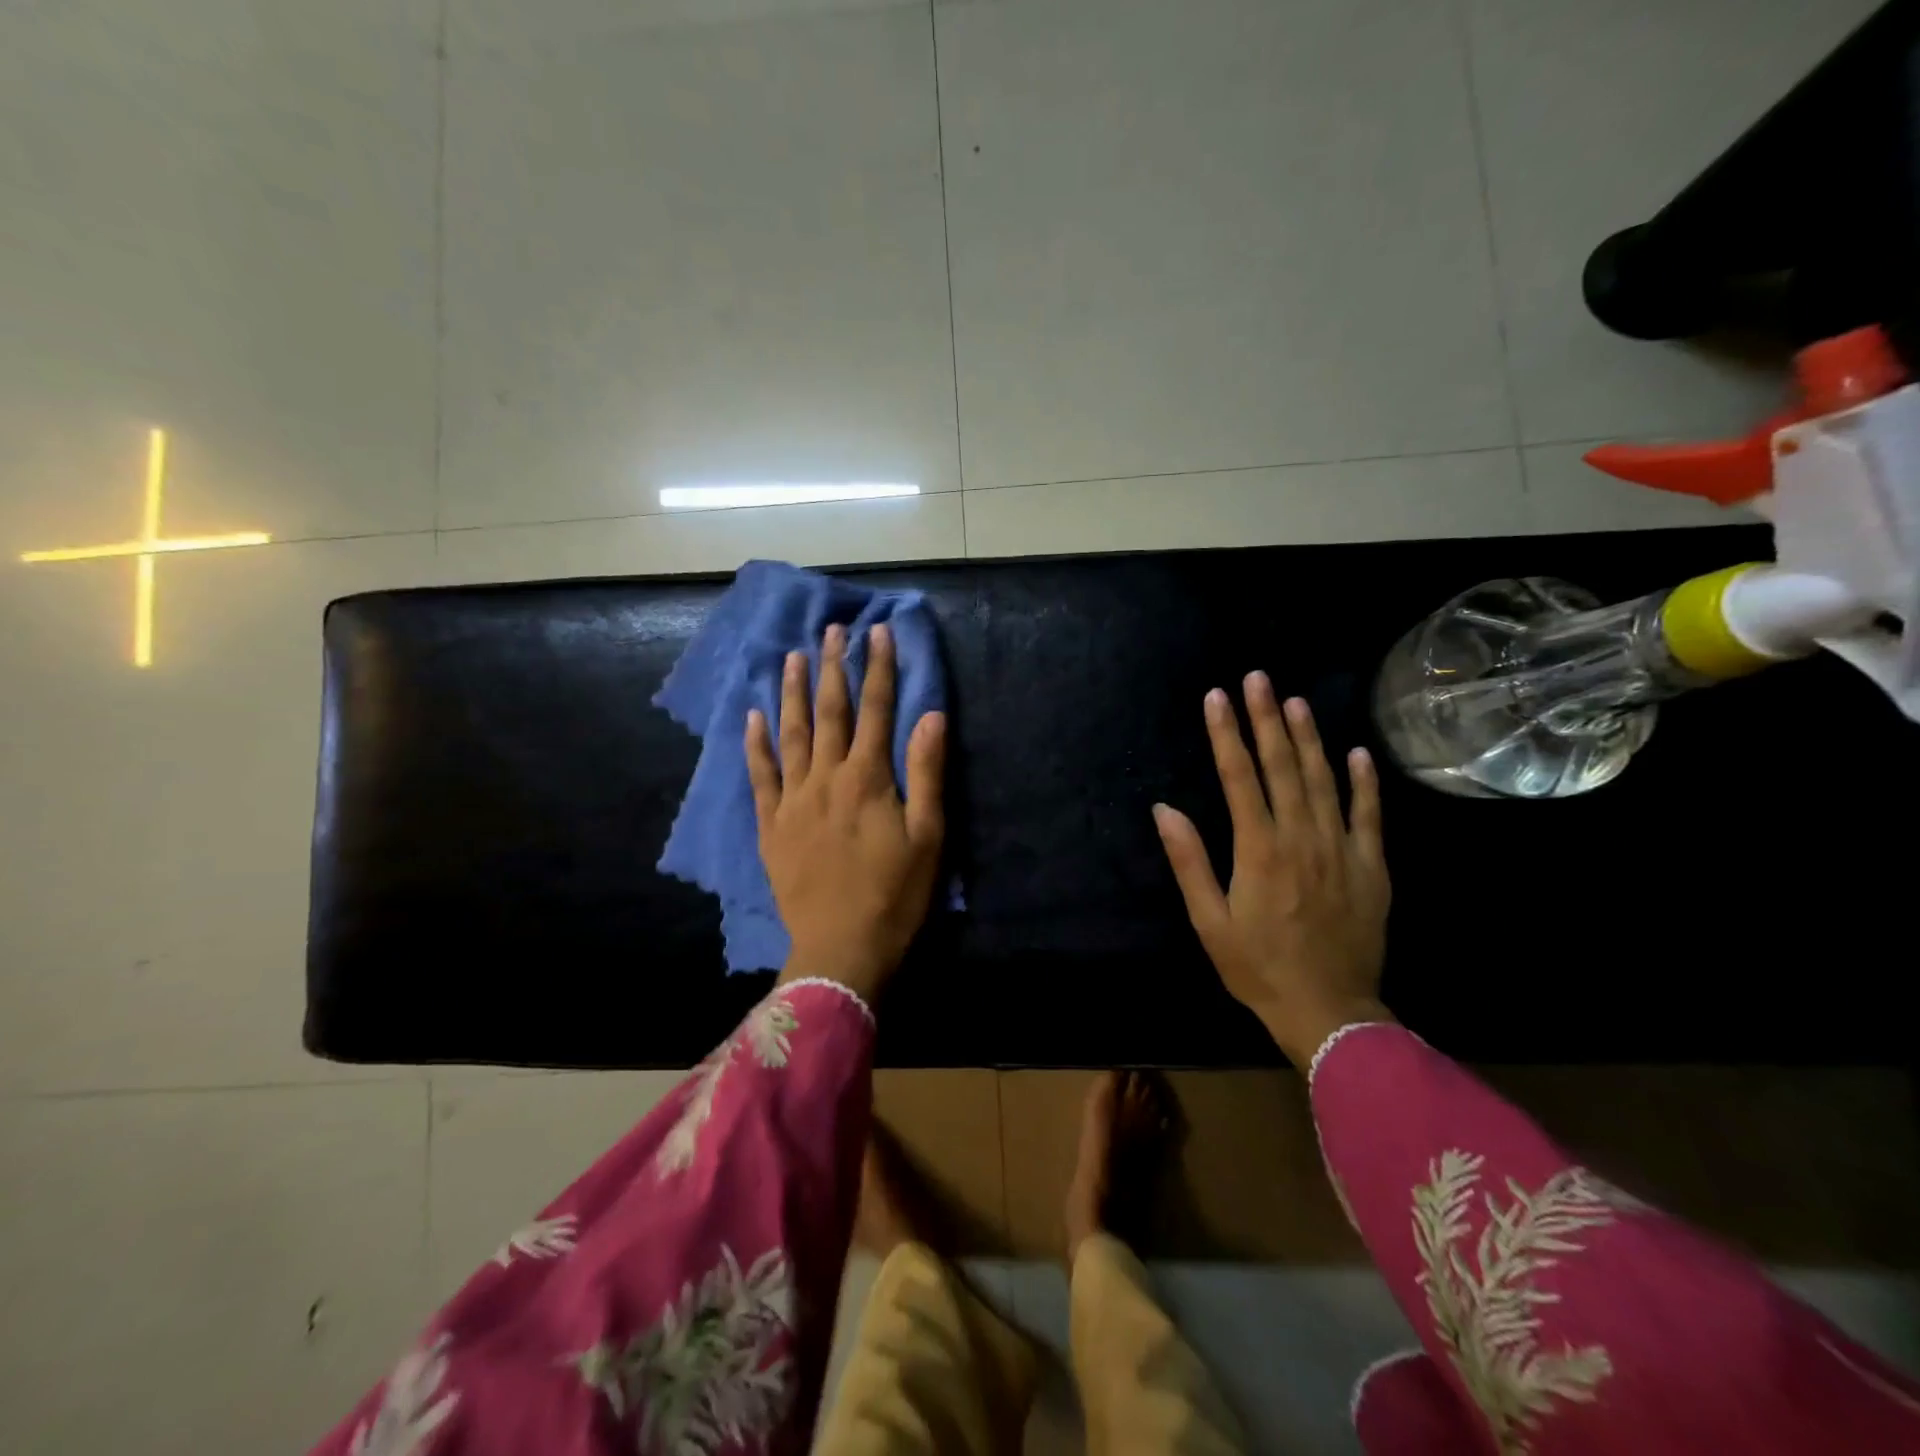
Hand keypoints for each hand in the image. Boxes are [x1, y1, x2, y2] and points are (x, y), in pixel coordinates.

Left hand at [746, 622, 945, 1000]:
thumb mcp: (928, 836)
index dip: (878, 669)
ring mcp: (793, 800)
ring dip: (793, 693)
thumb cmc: (895, 895)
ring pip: (791, 734)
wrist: (841, 948)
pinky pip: (760, 776)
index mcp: (868, 778)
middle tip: (833, 630)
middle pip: (830, 713)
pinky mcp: (772, 825)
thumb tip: (930, 715)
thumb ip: (927, 773)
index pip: (876, 710)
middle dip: (834, 668)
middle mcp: (826, 778)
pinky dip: (756, 744)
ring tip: (792, 657)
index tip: (878, 633)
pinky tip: (752, 718)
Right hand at [1152, 673, 1391, 1066]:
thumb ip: (1189, 861)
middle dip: (1267, 718)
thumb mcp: (1209, 921)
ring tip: (1295, 701)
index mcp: (1259, 849)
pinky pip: (1369, 815)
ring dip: (1309, 737)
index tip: (1217, 697)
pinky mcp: (1371, 867)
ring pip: (1324, 780)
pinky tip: (1357, 752)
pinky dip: (1363, 781)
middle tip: (1257, 678)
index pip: (1239, 777)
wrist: (1329, 1012)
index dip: (1227, 734)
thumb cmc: (1258, 967)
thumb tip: (1165, 810)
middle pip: (1283, 766)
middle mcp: (1302, 838)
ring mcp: (1342, 849)